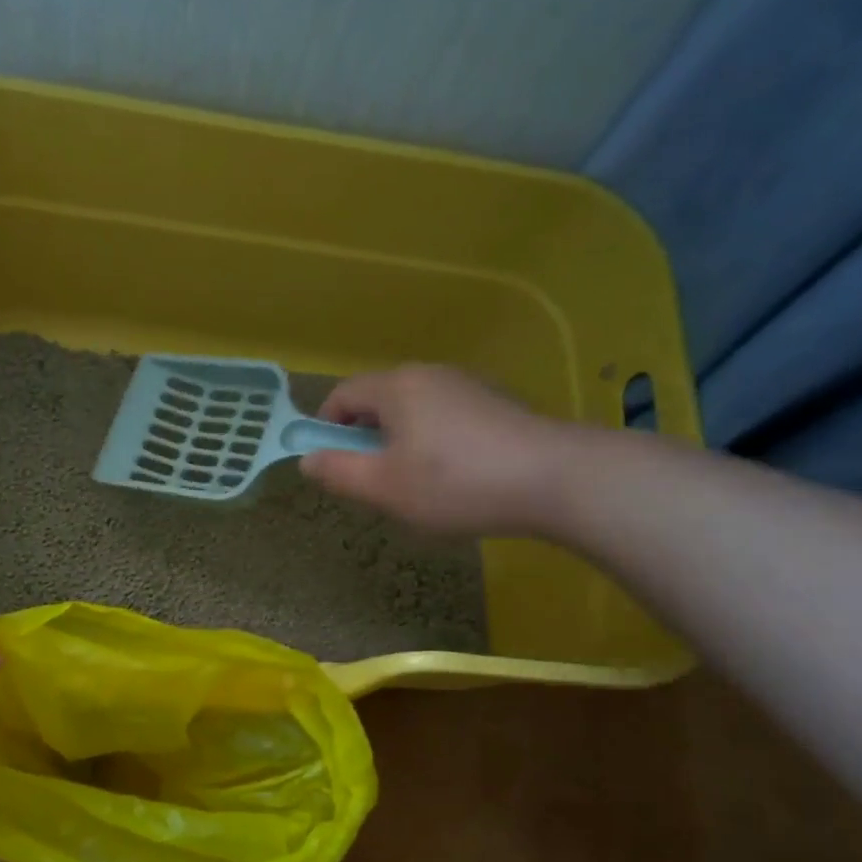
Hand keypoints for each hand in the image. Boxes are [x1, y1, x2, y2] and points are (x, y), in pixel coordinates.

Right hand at [299, 364, 584, 535]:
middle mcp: (430, 375)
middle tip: (374, 483)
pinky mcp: (497, 404)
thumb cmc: (455, 483)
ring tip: (417, 487)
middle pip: (379, 402)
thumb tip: (307, 459)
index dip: (325, 427)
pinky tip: (456, 479)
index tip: (331, 464)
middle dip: (366, 440)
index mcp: (396, 387)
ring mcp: (468, 386)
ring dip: (401, 444)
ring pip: (414, 412)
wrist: (555, 479)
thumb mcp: (384, 487)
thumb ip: (338, 472)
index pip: (342, 395)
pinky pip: (446, 419)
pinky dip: (435, 443)